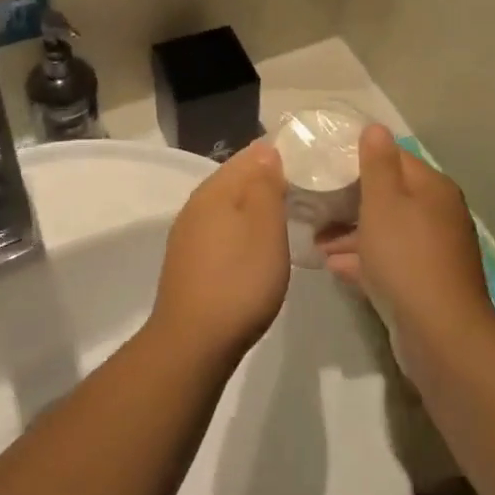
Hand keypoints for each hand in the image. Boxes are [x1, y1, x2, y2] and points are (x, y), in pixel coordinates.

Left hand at [150, 141, 289, 367]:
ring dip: (253, 206)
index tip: (306, 163)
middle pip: (236, 178)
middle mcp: (196, 203)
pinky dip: (240, 229)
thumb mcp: (265, 227)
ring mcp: (188, 233)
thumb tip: (266, 151)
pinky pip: (220, 229)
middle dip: (266, 179)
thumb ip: (266, 184)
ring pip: (227, 205)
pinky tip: (255, 246)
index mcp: (215, 189)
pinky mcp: (188, 260)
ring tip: (284, 216)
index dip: (278, 155)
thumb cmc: (239, 280)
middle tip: (302, 190)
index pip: (249, 154)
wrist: (193, 343)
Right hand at [317, 126, 494, 347]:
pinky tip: (334, 266)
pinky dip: (364, 260)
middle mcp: (438, 214)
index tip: (326, 166)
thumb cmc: (406, 257)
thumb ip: (377, 163)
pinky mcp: (426, 283)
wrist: (441, 334)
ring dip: (353, 234)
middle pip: (389, 197)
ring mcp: (434, 251)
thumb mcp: (384, 202)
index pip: (394, 158)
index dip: (360, 159)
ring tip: (317, 241)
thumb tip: (375, 127)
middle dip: (351, 201)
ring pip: (387, 231)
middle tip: (316, 207)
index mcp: (432, 188)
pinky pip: (390, 261)